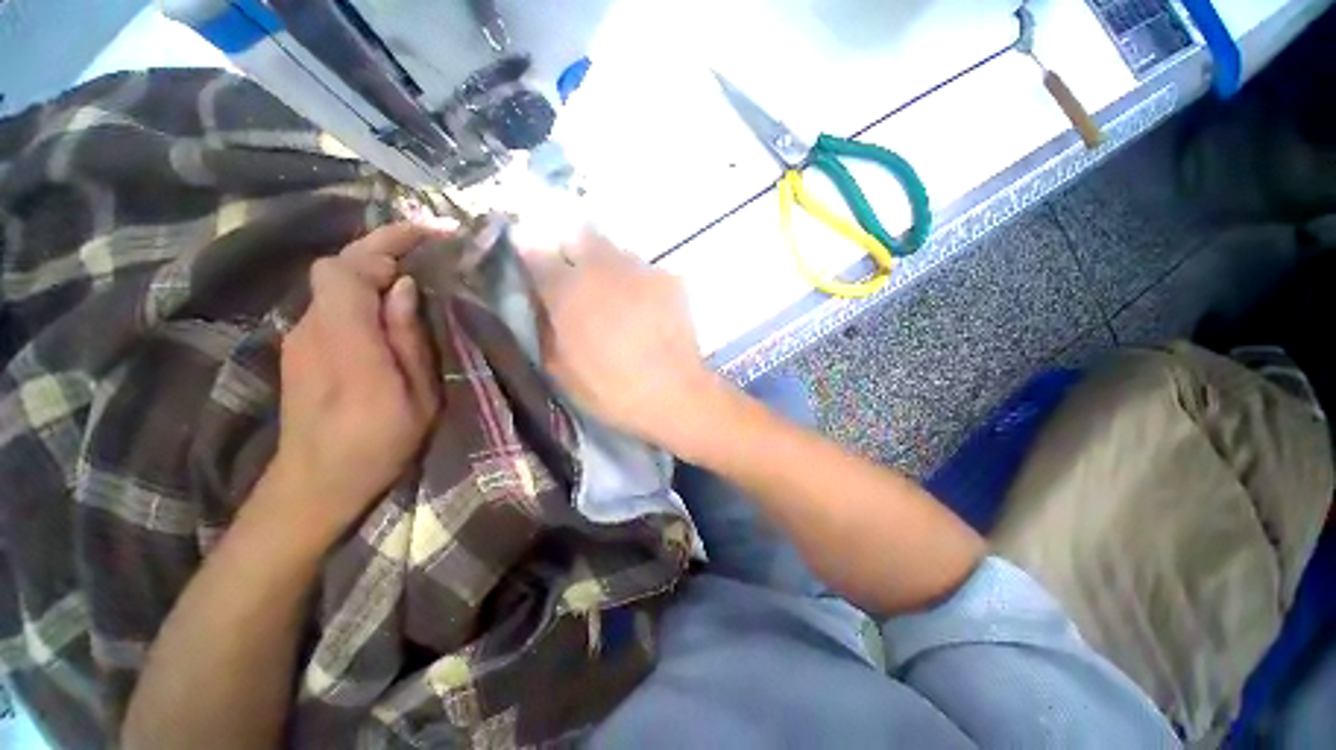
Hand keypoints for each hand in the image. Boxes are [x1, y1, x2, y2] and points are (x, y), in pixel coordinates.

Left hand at [265, 223, 444, 541]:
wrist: (317, 482)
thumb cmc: (378, 443)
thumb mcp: (417, 397)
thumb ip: (407, 340)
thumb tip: (405, 288)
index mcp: (346, 343)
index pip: (345, 270)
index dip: (383, 243)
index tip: (428, 235)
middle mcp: (312, 328)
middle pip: (337, 268)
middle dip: (383, 250)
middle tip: (430, 252)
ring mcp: (301, 337)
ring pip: (335, 284)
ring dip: (375, 271)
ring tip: (418, 278)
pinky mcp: (302, 347)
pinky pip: (334, 304)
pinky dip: (364, 292)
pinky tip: (391, 308)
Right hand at [521, 228, 716, 450]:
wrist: (674, 395)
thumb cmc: (611, 389)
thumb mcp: (559, 369)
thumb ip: (544, 327)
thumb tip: (541, 302)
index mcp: (568, 290)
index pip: (536, 253)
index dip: (531, 258)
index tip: (536, 270)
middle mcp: (603, 268)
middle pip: (580, 236)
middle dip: (573, 250)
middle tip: (579, 281)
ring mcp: (641, 270)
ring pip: (616, 252)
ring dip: (608, 267)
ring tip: (616, 298)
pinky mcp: (670, 280)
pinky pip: (644, 271)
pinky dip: (637, 283)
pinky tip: (645, 309)